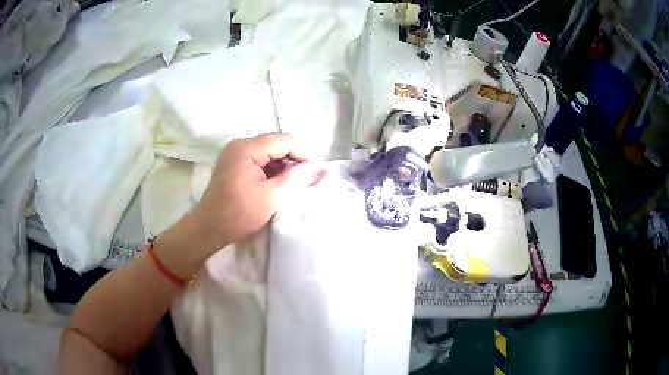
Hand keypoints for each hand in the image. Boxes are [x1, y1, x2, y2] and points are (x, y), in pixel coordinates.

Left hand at [188, 134, 322, 256]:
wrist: (209, 229)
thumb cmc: (239, 213)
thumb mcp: (272, 196)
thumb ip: (297, 178)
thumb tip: (322, 169)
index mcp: (246, 148)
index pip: (282, 141)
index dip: (303, 152)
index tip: (319, 169)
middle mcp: (240, 145)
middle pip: (275, 143)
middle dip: (294, 158)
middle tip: (310, 176)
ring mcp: (235, 154)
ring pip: (268, 151)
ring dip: (284, 164)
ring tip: (297, 181)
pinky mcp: (234, 164)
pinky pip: (259, 159)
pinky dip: (272, 169)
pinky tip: (280, 182)